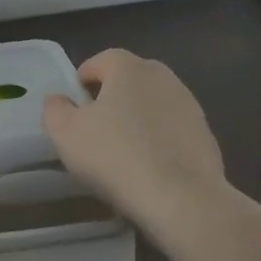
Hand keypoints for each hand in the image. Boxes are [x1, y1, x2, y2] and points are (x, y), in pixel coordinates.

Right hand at [42, 49, 226, 234]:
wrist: (183, 200)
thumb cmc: (116, 157)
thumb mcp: (65, 134)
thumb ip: (54, 109)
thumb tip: (59, 100)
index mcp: (128, 67)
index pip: (99, 61)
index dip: (81, 84)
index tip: (73, 112)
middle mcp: (162, 76)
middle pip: (128, 80)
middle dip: (110, 99)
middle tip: (95, 131)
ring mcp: (189, 105)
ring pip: (152, 105)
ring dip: (137, 120)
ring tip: (123, 154)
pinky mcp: (206, 135)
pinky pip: (172, 131)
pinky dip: (159, 142)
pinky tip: (149, 170)